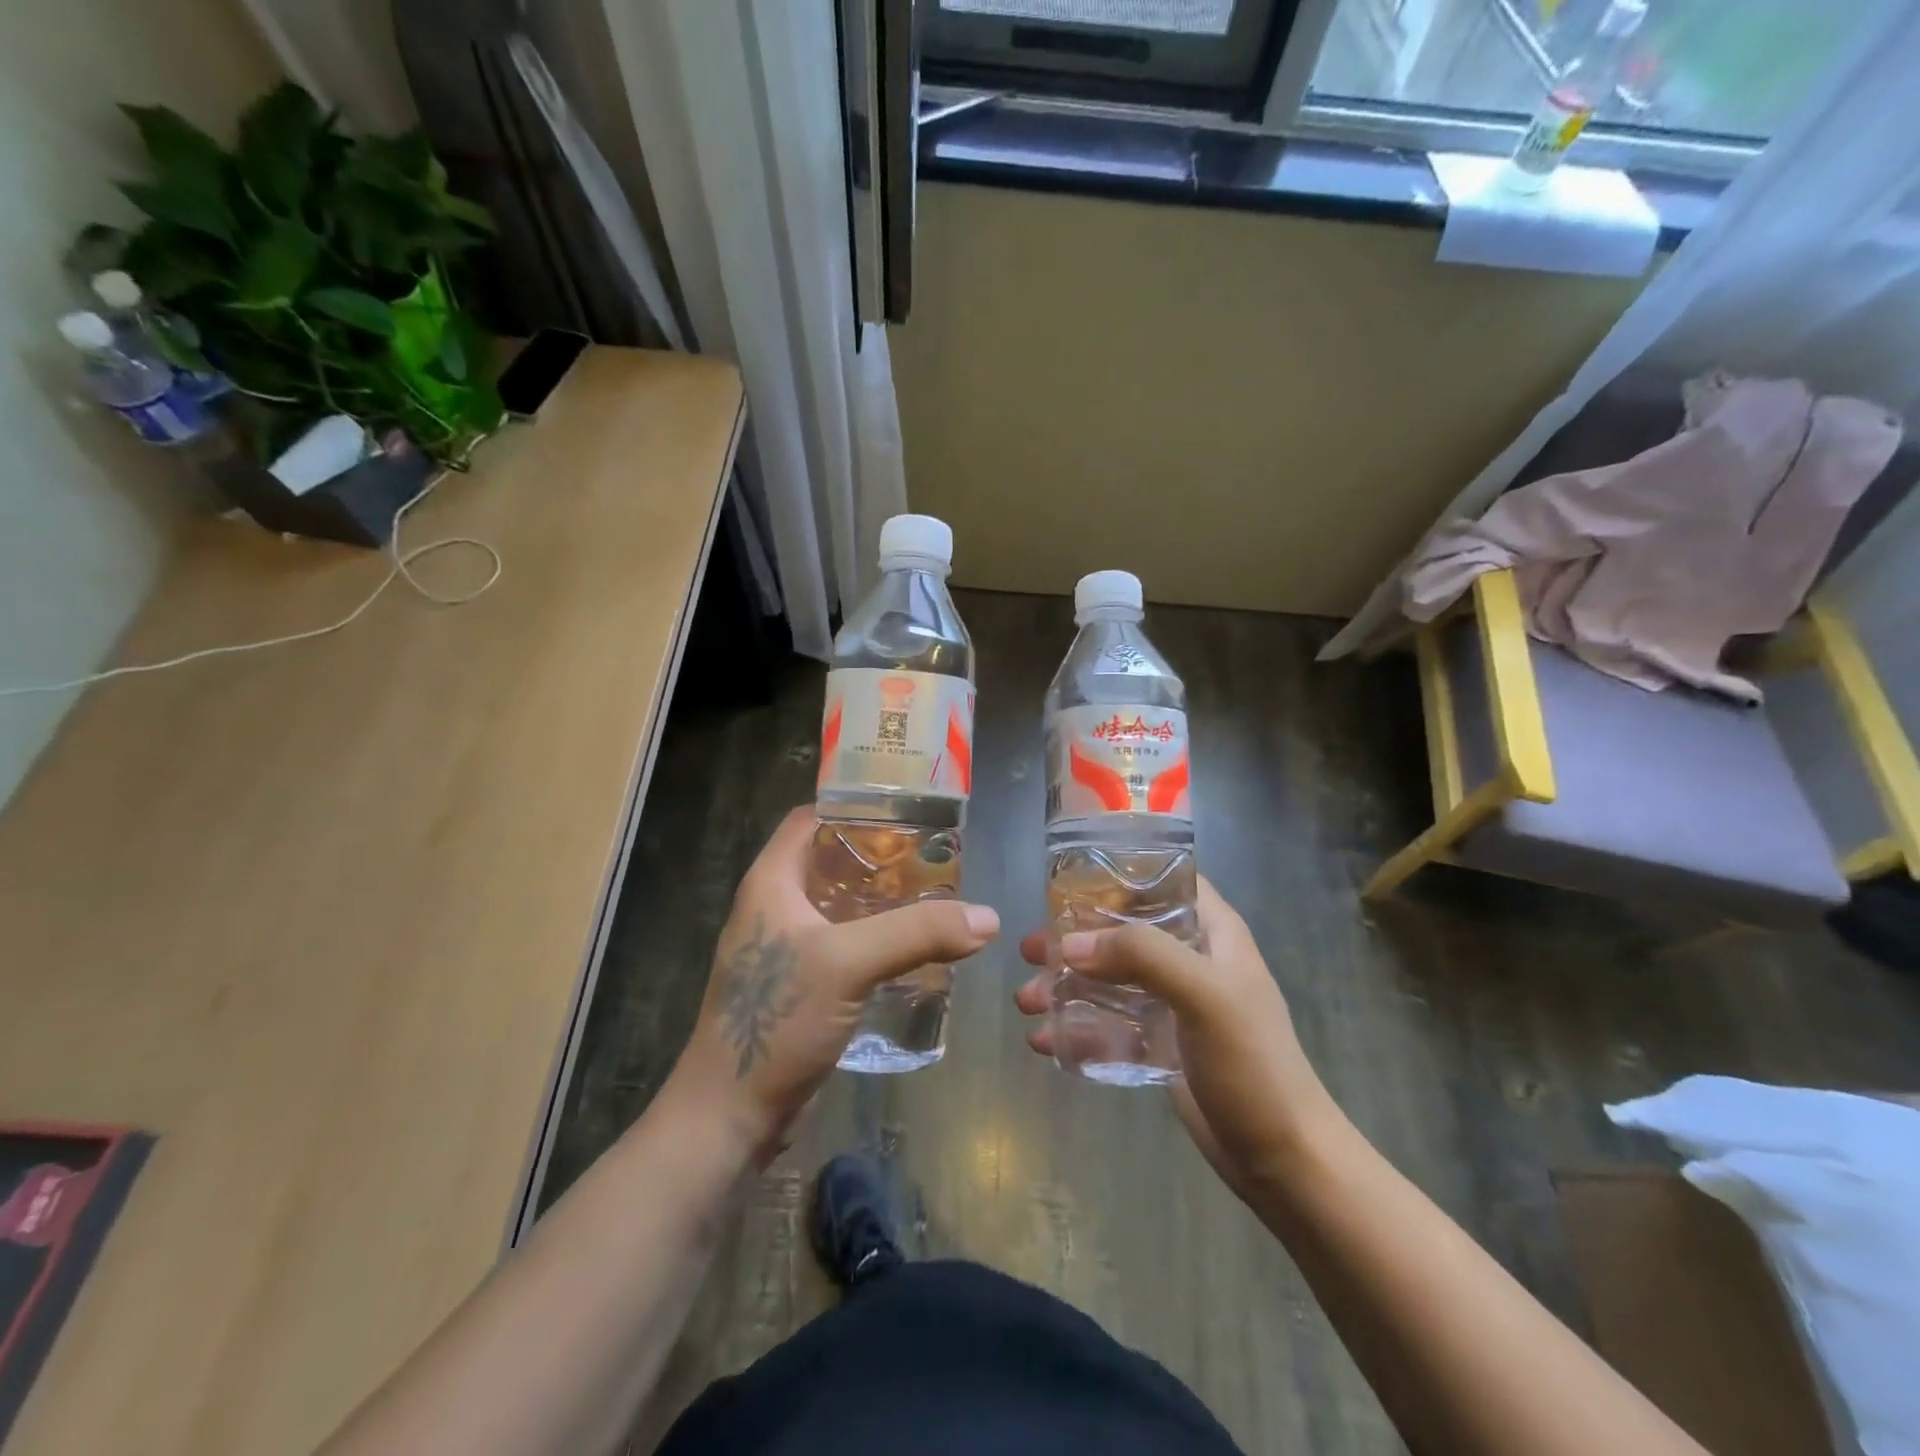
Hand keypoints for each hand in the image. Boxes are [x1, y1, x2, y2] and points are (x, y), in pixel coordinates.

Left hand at [669, 807, 999, 1166]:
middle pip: (831, 861)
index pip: (810, 819)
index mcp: (771, 882)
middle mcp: (774, 907)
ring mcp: (785, 950)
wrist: (730, 1116)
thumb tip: (987, 918)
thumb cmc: (776, 1022)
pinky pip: (843, 946)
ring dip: (882, 902)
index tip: (906, 811)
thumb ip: (918, 934)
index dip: (854, 806)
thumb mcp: (848, 964)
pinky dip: (876, 940)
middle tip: (934, 859)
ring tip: (935, 899)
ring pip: (840, 906)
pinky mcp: (798, 987)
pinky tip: (914, 951)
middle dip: (880, 857)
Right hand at [1015, 879, 1338, 1200]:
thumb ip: (1142, 956)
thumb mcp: (1204, 995)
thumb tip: (1070, 945)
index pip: (1163, 880)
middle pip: (1123, 930)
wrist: (1282, 1158)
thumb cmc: (1252, 1063)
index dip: (1118, 875)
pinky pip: (1109, 1021)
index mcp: (1212, 932)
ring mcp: (1174, 1002)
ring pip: (1109, 976)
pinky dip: (1076, 1025)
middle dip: (1074, 938)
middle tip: (1030, 950)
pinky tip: (1044, 1040)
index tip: (1065, 885)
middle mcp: (1191, 958)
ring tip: (1025, 1002)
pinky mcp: (1160, 1042)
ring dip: (1066, 984)